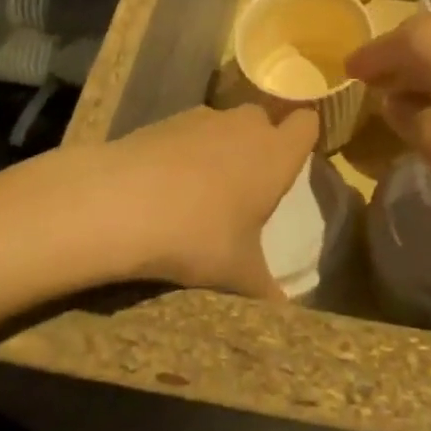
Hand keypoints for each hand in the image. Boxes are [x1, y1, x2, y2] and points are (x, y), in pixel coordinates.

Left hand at [97, 103, 319, 297]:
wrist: (123, 202)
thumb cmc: (199, 235)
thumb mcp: (238, 274)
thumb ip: (267, 290)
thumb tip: (285, 313)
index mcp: (275, 154)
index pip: (307, 123)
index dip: (304, 137)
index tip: (294, 162)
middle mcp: (245, 125)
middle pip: (264, 120)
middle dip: (259, 144)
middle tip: (248, 186)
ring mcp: (204, 117)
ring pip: (225, 125)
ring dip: (222, 147)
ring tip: (203, 191)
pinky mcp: (167, 120)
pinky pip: (190, 132)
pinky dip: (186, 150)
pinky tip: (167, 185)